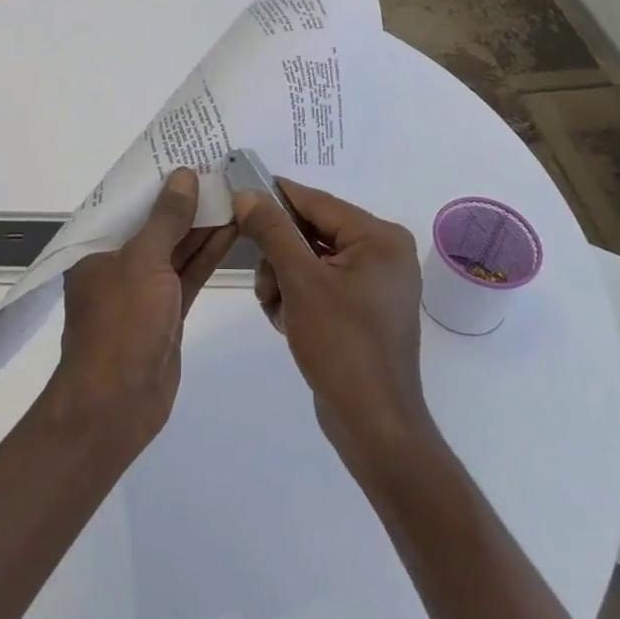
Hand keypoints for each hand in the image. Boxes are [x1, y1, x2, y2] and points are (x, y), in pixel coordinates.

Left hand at [50, 168, 237, 452]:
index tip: (186, 152)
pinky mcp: (167, 313)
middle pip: (156, 223)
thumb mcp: (142, 263)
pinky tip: (233, 230)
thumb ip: (165, 219)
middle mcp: (118, 263)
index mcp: (97, 246)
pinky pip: (188, 274)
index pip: (128, 202)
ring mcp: (144, 290)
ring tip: (236, 193)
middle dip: (186, 200)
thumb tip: (182, 175)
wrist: (116, 406)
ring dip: (203, 225)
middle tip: (222, 169)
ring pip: (177, 248)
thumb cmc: (120, 326)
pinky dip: (208, 254)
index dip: (156, 178)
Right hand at [233, 179, 433, 476]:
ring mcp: (375, 282)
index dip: (274, 198)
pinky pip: (320, 284)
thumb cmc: (342, 345)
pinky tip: (288, 322)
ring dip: (284, 279)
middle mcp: (383, 252)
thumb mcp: (301, 281)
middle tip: (264, 282)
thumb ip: (273, 231)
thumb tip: (248, 194)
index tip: (236, 194)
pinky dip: (298, 297)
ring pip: (310, 259)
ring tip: (277, 310)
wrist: (373, 424)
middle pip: (312, 231)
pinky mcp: (364, 308)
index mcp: (379, 237)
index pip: (316, 202)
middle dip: (280, 255)